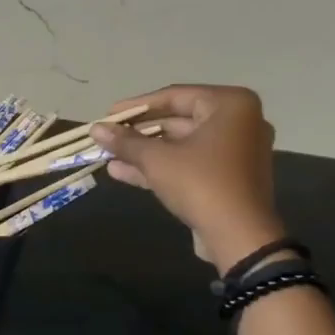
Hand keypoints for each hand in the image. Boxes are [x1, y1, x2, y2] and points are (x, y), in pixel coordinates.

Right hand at [91, 85, 284, 271]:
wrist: (239, 238)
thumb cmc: (201, 183)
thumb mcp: (157, 159)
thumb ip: (125, 141)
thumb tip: (95, 129)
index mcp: (230, 105)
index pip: (174, 96)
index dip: (136, 106)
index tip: (107, 114)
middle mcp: (238, 122)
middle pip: (177, 120)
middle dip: (138, 132)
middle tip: (107, 135)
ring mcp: (235, 152)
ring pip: (180, 145)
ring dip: (144, 151)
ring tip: (107, 155)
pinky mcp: (228, 178)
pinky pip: (189, 164)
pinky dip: (160, 166)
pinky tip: (121, 171)